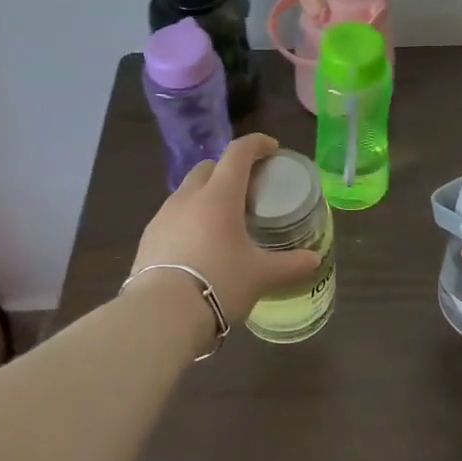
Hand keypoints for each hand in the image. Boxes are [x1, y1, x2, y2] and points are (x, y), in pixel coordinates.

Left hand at [129, 134, 322, 346]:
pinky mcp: (147, 238)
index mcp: (220, 195)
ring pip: (187, 191)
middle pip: (209, 167)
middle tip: (247, 188)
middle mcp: (189, 196)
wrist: (159, 316)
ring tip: (222, 221)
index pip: (238, 152)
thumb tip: (314, 260)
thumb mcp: (261, 276)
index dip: (257, 144)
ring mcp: (163, 216)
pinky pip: (172, 216)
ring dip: (206, 195)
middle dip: (229, 169)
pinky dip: (188, 220)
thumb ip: (290, 265)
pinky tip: (197, 246)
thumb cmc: (219, 283)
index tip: (272, 149)